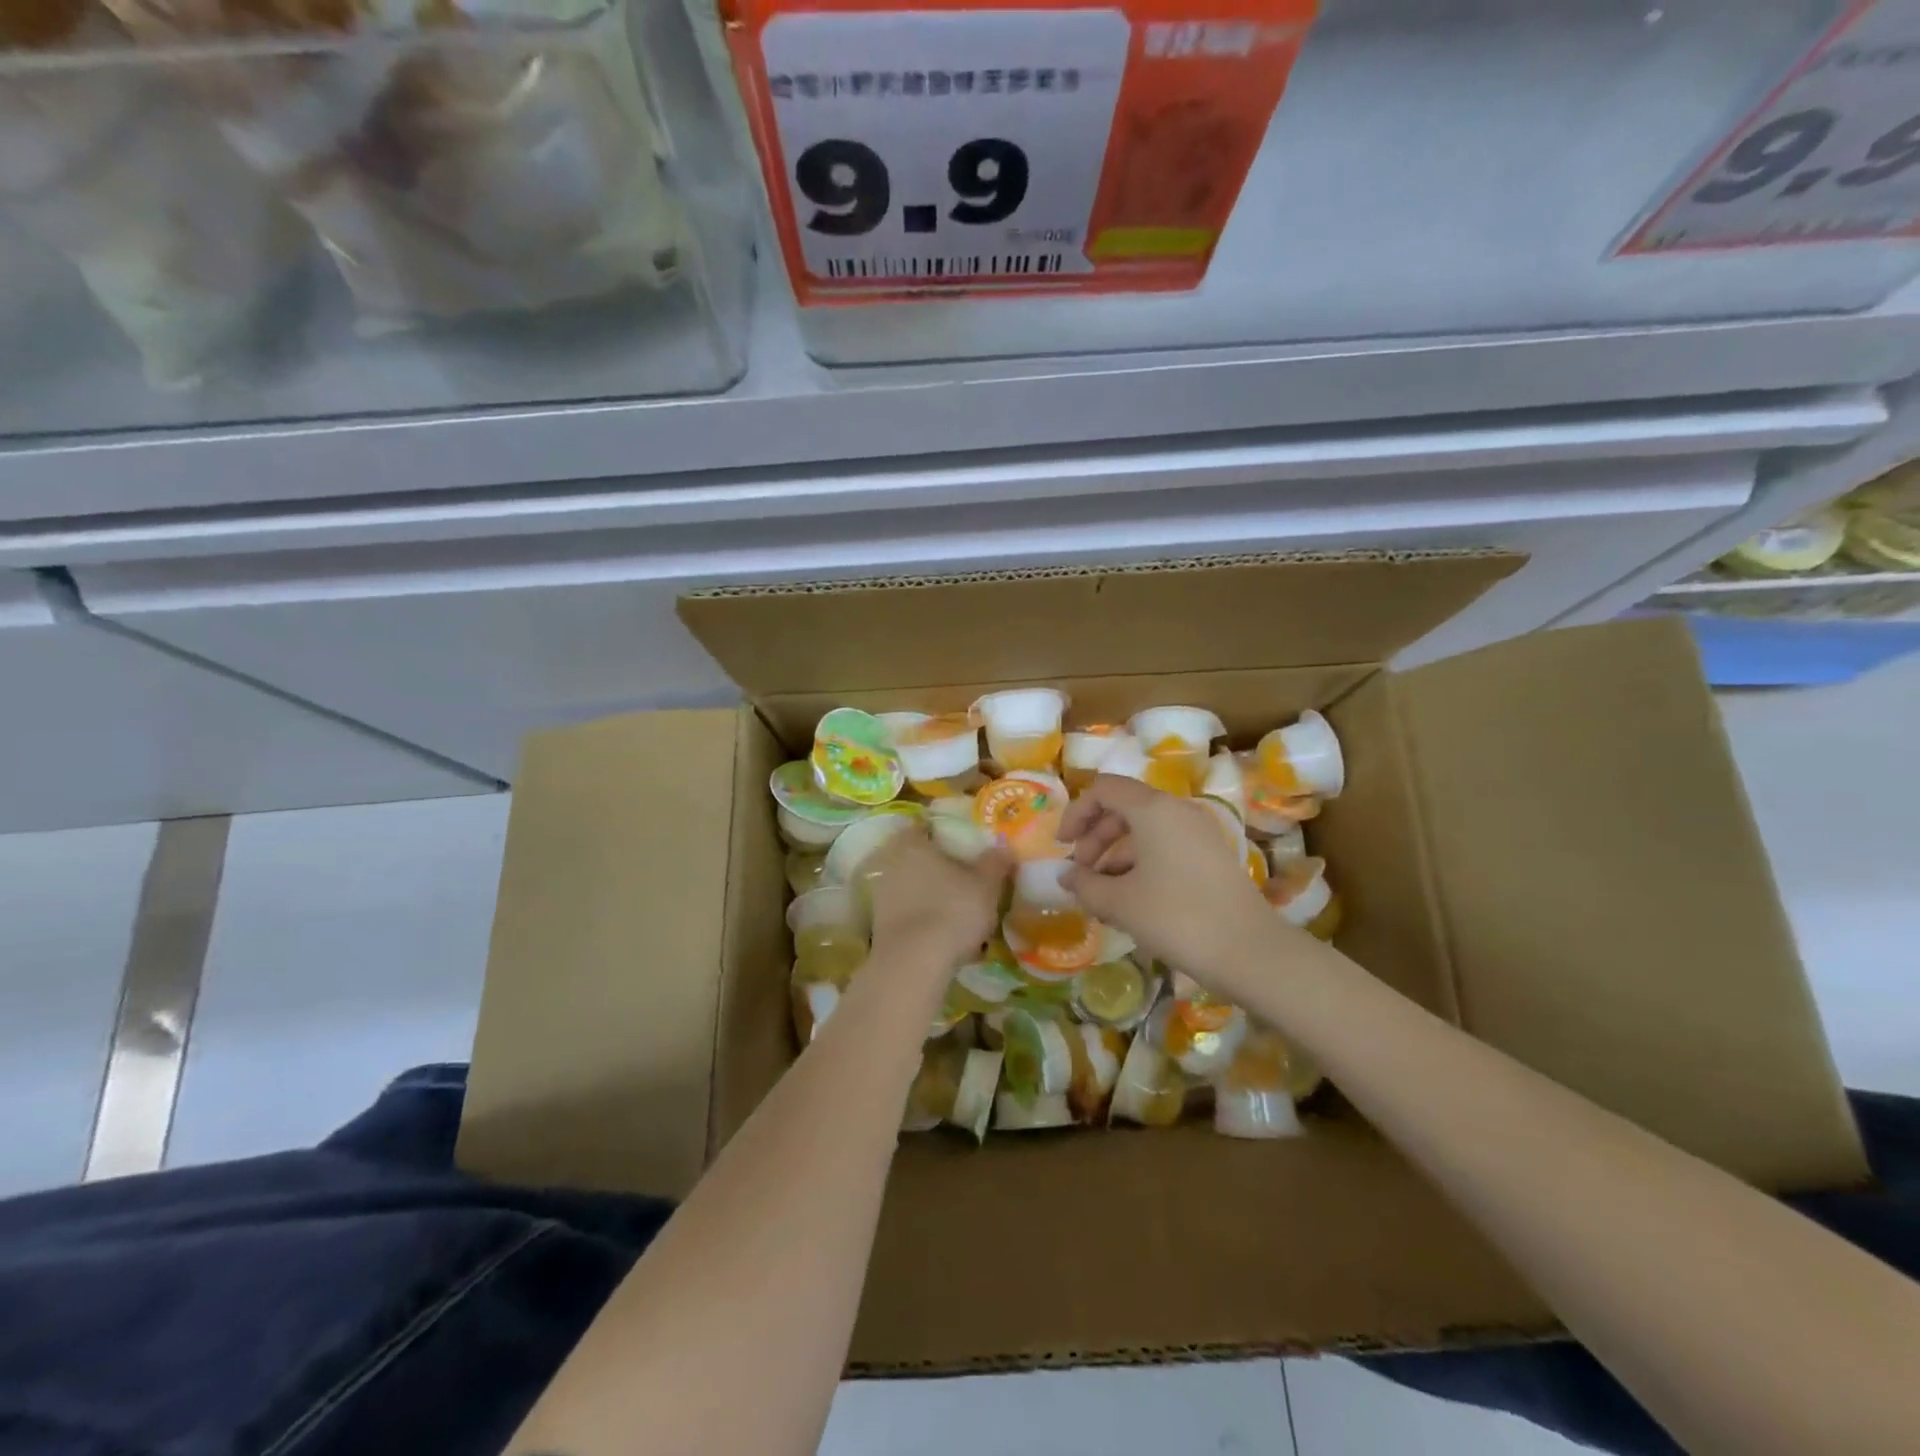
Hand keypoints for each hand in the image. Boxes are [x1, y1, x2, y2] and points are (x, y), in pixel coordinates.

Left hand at [866, 828, 1011, 969]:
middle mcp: (891, 863)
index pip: (925, 827)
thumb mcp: (986, 885)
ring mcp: (881, 895)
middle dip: (937, 866)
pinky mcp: (878, 926)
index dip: (944, 833)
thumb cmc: (952, 911)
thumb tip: (1003, 845)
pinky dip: (922, 919)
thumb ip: (995, 862)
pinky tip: (942, 934)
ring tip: (957, 909)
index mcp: (913, 844)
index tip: (963, 844)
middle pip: (916, 858)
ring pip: (911, 887)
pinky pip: (906, 913)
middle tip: (964, 877)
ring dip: (929, 895)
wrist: (913, 963)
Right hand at [1058, 774, 1277, 982]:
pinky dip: (1141, 863)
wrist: (1249, 952)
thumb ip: (1085, 884)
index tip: (1063, 847)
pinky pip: (1165, 846)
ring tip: (1102, 893)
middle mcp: (1177, 810)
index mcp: (1153, 809)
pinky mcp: (1212, 856)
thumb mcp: (1119, 903)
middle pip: (1124, 807)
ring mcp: (1199, 832)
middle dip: (1095, 836)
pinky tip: (1132, 899)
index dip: (1077, 813)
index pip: (1104, 789)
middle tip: (1081, 873)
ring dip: (1116, 853)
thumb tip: (1067, 876)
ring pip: (1145, 829)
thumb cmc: (1175, 917)